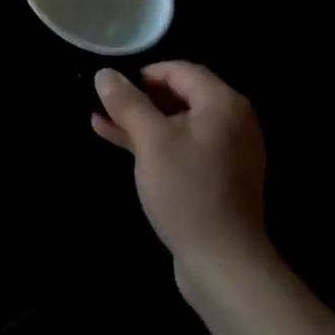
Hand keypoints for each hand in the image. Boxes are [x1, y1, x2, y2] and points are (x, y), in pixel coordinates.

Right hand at [93, 62, 268, 281]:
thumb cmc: (187, 191)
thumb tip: (105, 73)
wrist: (223, 264)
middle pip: (180, 96)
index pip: (181, 71)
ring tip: (102, 122)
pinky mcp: (218, 179)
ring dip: (141, 123)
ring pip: (177, 125)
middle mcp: (232, 122)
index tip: (113, 85)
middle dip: (139, 99)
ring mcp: (227, 153)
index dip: (144, 74)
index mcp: (223, 103)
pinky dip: (155, 145)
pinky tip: (121, 145)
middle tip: (104, 103)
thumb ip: (127, 103)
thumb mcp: (151, 141)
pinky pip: (183, 149)